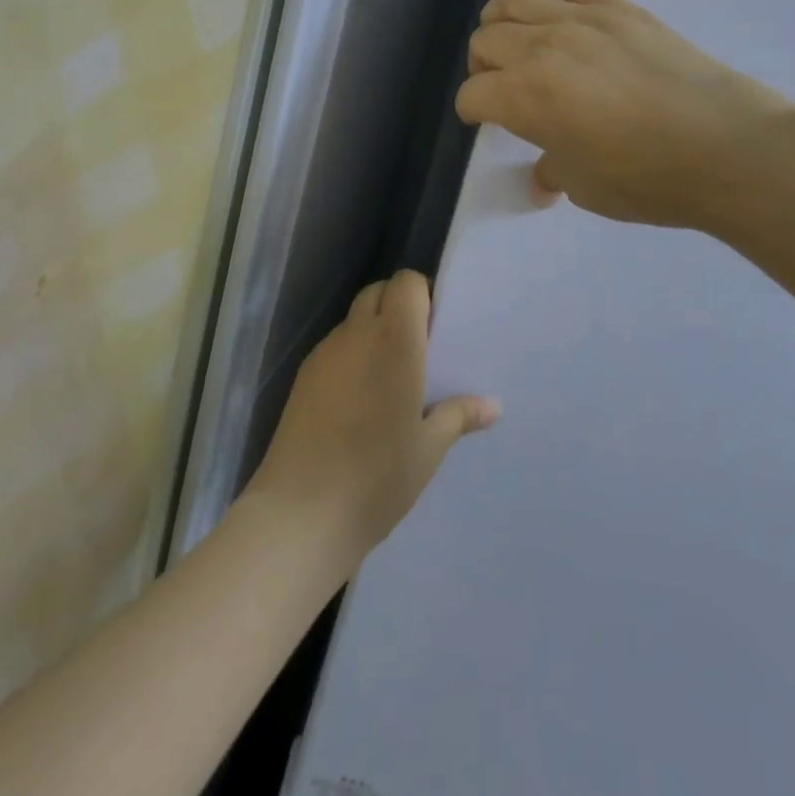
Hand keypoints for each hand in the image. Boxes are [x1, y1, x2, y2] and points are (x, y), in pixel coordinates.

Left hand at [246, 271, 499, 568]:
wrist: (301, 511)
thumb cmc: (377, 476)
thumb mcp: (428, 449)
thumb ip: (458, 416)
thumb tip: (493, 405)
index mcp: (394, 342)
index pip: (405, 283)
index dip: (421, 296)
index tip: (435, 330)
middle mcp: (356, 335)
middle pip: (377, 293)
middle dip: (398, 308)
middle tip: (418, 353)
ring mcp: (324, 354)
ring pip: (353, 321)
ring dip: (373, 333)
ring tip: (389, 381)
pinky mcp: (302, 376)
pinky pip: (334, 349)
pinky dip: (351, 357)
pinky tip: (358, 402)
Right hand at [455, 0, 794, 232]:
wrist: (728, 148)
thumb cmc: (648, 179)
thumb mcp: (584, 187)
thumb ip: (552, 170)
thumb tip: (542, 178)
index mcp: (523, 98)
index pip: (473, 95)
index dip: (473, 112)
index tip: (486, 123)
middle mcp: (539, 50)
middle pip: (485, 43)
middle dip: (484, 68)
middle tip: (503, 89)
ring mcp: (579, 20)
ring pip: (512, 3)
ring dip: (497, 22)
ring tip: (508, 41)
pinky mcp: (614, 6)